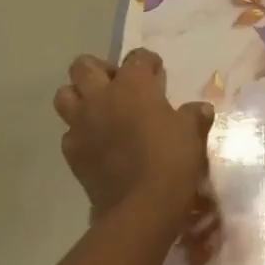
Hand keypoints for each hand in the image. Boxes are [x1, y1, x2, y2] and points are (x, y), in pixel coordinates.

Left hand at [54, 49, 211, 219]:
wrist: (142, 207)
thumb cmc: (171, 160)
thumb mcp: (191, 133)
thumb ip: (193, 116)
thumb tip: (200, 109)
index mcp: (133, 84)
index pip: (137, 57)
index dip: (148, 63)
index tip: (157, 74)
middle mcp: (101, 97)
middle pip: (83, 66)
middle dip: (99, 70)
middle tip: (118, 86)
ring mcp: (81, 124)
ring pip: (64, 95)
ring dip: (79, 97)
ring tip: (100, 110)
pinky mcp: (72, 153)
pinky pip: (69, 133)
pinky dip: (80, 133)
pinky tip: (98, 144)